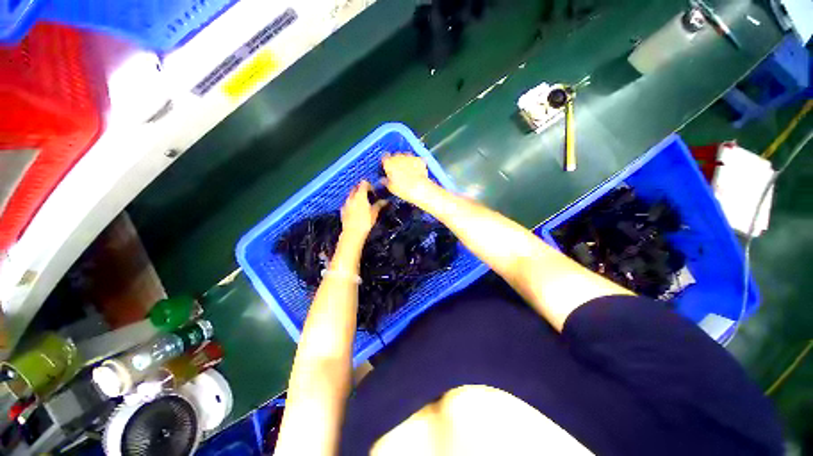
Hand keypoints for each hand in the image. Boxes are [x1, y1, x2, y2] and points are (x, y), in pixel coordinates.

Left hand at [341, 181, 386, 236]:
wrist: (352, 233)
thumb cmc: (365, 222)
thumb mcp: (374, 213)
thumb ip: (379, 205)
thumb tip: (385, 201)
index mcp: (360, 195)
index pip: (364, 183)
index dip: (369, 185)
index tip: (373, 191)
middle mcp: (351, 197)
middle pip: (356, 187)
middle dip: (361, 189)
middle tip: (368, 196)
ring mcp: (346, 203)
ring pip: (351, 195)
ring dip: (356, 196)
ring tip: (362, 204)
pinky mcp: (342, 210)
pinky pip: (347, 203)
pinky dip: (352, 203)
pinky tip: (356, 210)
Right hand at [381, 154, 435, 203]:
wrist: (419, 188)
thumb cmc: (403, 189)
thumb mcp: (391, 188)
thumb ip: (386, 181)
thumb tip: (383, 180)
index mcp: (389, 163)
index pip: (384, 157)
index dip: (385, 162)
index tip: (386, 167)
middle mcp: (398, 157)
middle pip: (395, 155)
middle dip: (395, 161)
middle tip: (397, 170)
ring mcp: (409, 157)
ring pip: (405, 155)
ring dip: (405, 160)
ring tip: (407, 169)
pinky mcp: (419, 159)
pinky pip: (416, 159)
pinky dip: (415, 163)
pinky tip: (416, 169)